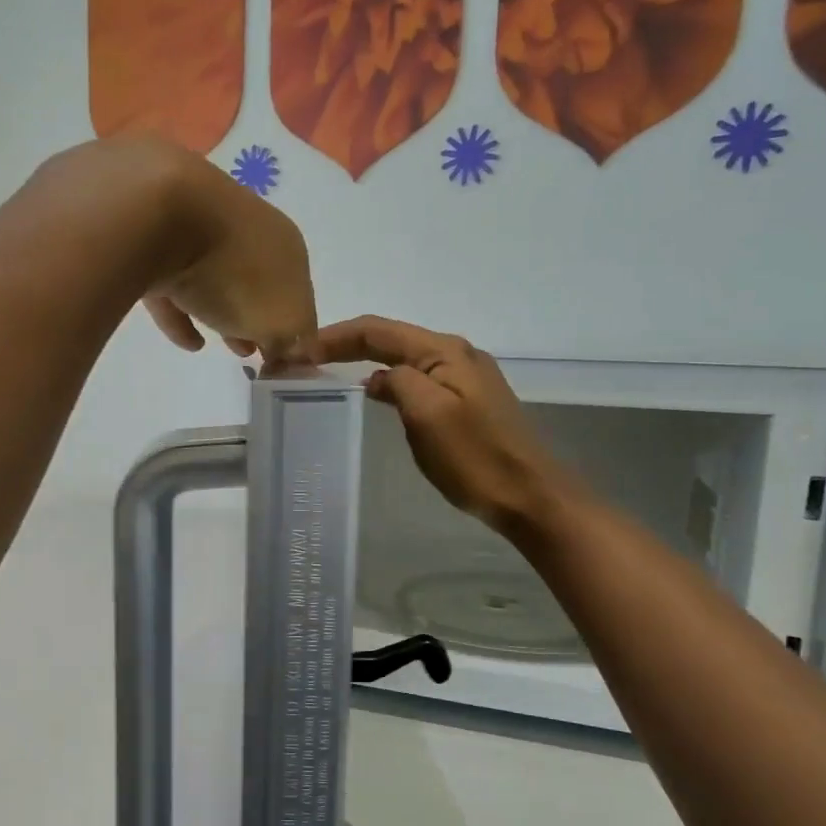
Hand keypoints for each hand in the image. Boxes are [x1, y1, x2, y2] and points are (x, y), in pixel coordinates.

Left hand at [140, 145, 315, 361]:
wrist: (157, 216)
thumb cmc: (234, 271)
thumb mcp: (281, 319)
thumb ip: (293, 340)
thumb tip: (288, 350)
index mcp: (285, 243)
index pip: (299, 290)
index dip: (295, 325)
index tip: (285, 356)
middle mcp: (247, 228)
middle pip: (258, 281)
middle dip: (260, 316)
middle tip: (256, 351)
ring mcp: (198, 230)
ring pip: (217, 279)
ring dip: (225, 312)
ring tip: (224, 348)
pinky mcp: (153, 242)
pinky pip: (174, 286)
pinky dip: (183, 315)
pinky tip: (189, 343)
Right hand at [307, 316, 567, 535]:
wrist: (529, 495)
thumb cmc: (475, 457)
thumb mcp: (428, 415)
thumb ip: (398, 384)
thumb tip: (376, 379)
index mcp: (444, 351)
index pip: (378, 330)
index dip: (335, 336)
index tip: (297, 351)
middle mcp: (455, 354)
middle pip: (390, 339)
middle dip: (346, 345)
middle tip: (304, 360)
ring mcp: (464, 378)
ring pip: (403, 359)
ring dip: (365, 362)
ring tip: (328, 374)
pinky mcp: (466, 401)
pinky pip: (417, 381)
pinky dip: (387, 382)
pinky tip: (373, 398)